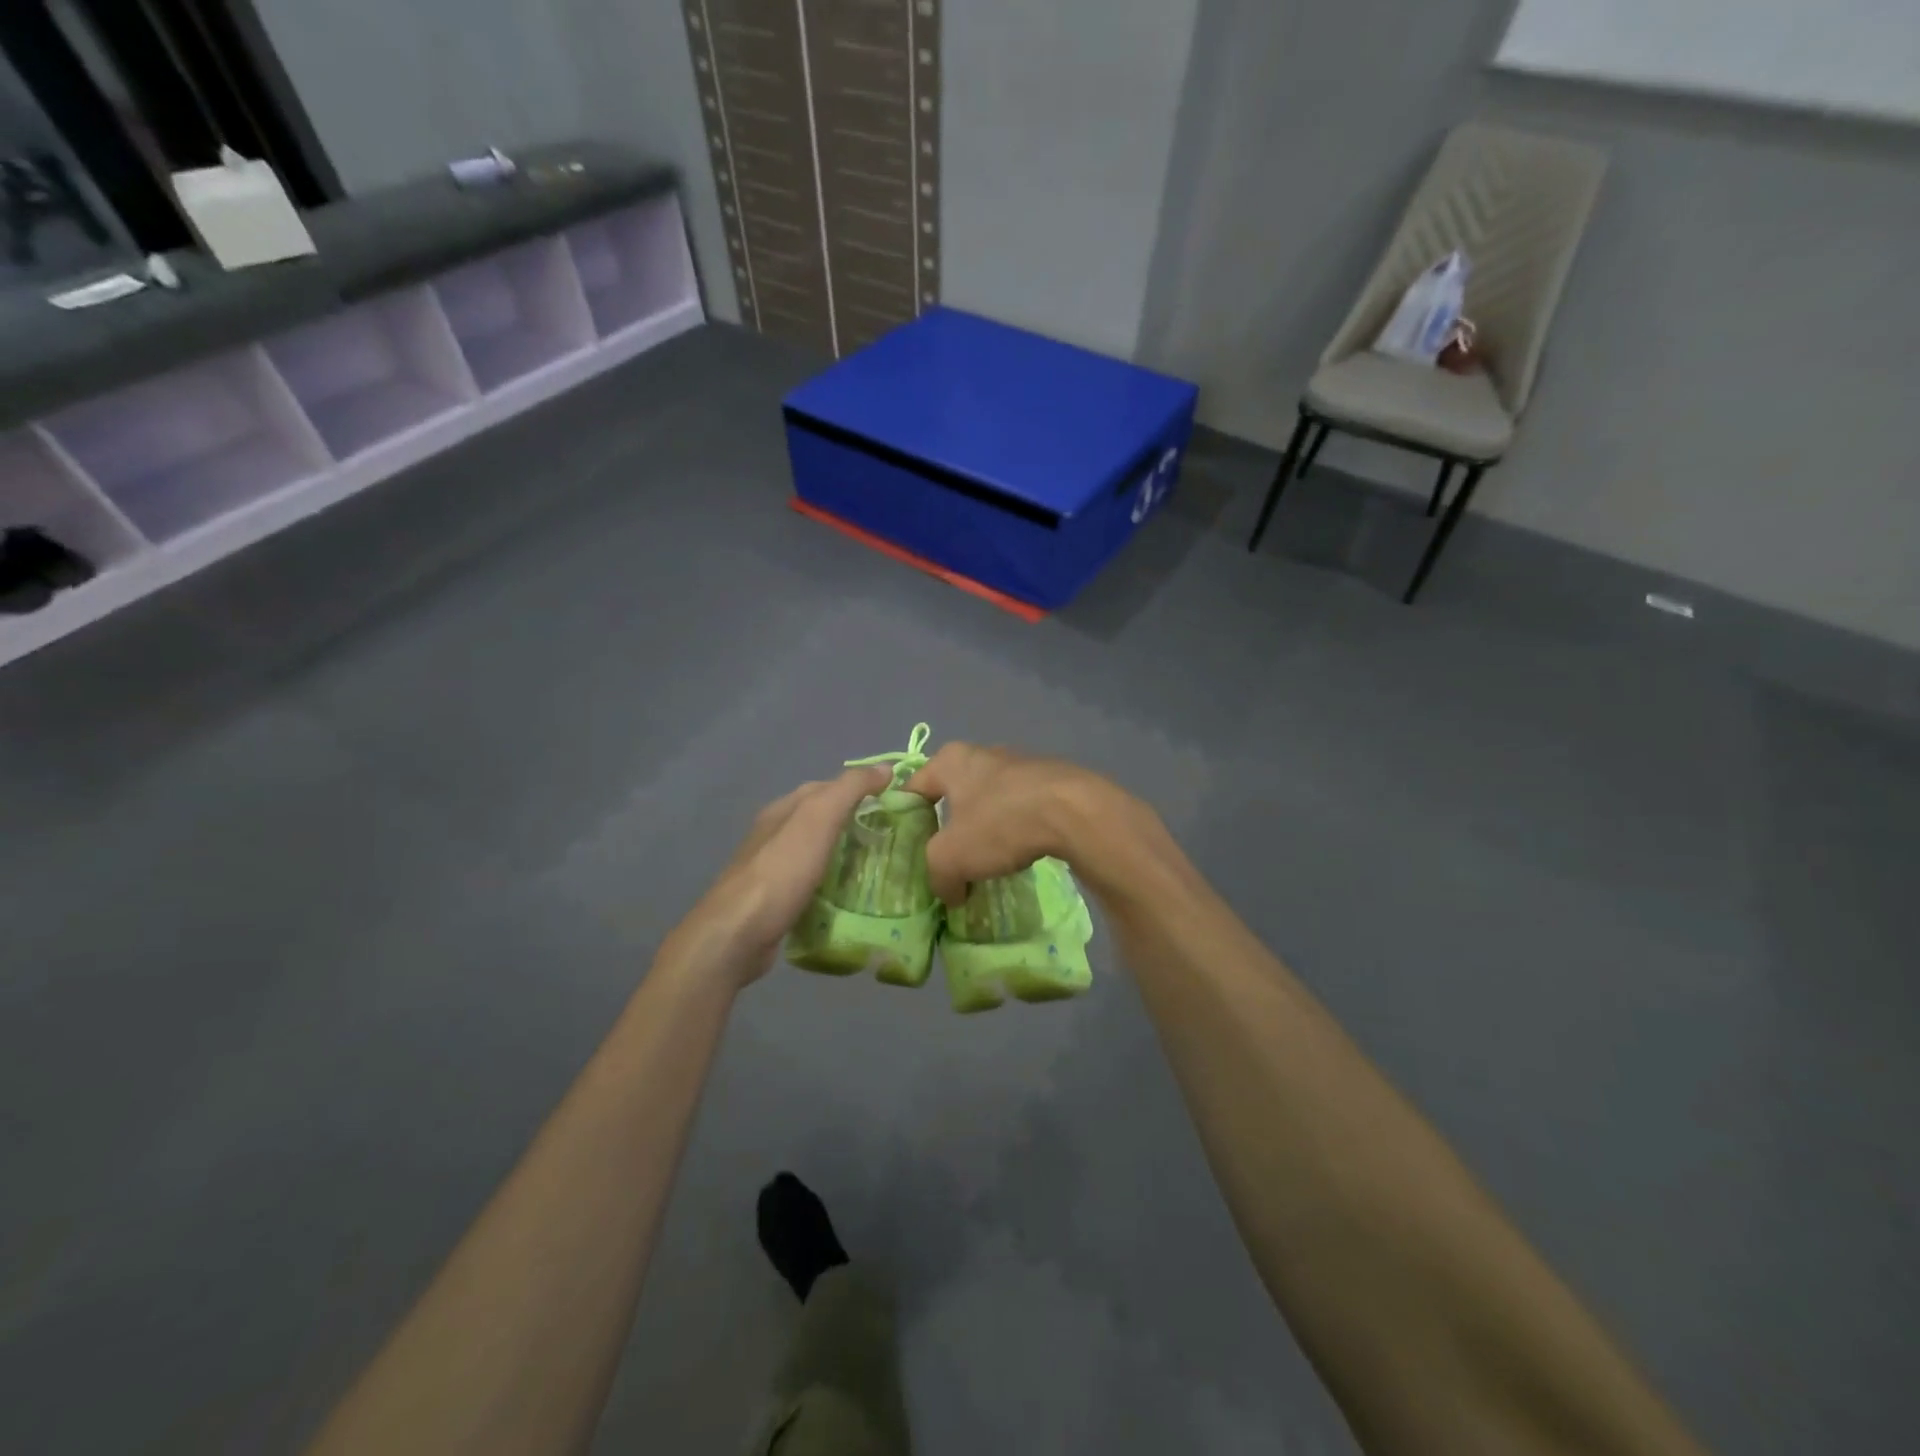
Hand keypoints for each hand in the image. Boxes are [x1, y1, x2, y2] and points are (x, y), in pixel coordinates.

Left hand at [664, 766, 891, 987]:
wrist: (738, 935)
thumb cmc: (782, 871)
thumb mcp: (819, 818)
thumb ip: (851, 789)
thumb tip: (886, 767)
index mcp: (783, 809)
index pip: (828, 787)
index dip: (861, 789)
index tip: (896, 802)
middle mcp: (775, 834)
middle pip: (823, 821)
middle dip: (857, 825)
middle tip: (895, 839)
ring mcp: (774, 870)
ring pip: (819, 854)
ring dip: (847, 857)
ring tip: (882, 869)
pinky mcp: (777, 902)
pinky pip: (814, 885)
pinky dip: (834, 886)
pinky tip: (854, 899)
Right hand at [906, 744, 1147, 905]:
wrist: (1076, 812)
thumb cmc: (1001, 822)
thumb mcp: (951, 857)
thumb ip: (937, 876)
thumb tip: (949, 893)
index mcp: (951, 759)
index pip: (913, 788)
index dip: (905, 821)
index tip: (909, 852)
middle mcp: (984, 753)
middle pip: (953, 794)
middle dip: (948, 828)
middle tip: (946, 861)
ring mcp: (1021, 764)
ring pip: (989, 801)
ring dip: (984, 830)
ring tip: (985, 863)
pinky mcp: (1051, 780)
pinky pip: (1020, 808)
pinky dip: (1015, 830)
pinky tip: (1020, 854)